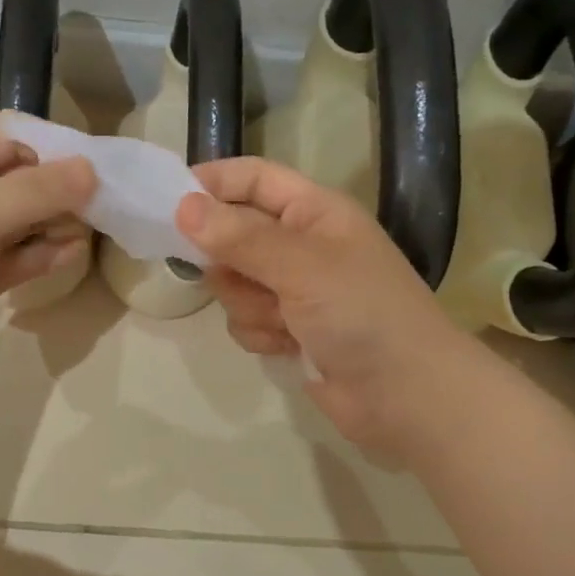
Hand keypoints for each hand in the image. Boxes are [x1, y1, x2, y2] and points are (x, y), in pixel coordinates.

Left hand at [0, 116, 96, 395]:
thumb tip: (91, 170)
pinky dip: (45, 256)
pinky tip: (71, 255)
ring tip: (98, 230)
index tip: (102, 168)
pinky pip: (20, 260)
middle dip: (67, 189)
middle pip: (28, 180)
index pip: (17, 137)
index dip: (58, 147)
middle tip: (113, 205)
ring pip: (28, 222)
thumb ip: (33, 193)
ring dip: (60, 224)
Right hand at [176, 157, 464, 458]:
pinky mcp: (289, 329)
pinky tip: (286, 346)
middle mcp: (302, 245)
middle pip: (233, 234)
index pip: (254, 178)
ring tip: (282, 321)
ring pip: (234, 283)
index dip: (212, 182)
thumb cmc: (362, 314)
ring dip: (248, 304)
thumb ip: (240, 237)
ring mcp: (295, 290)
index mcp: (315, 212)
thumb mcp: (301, 266)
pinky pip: (246, 319)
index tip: (167, 200)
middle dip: (229, 262)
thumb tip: (183, 206)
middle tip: (239, 277)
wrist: (407, 397)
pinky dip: (259, 333)